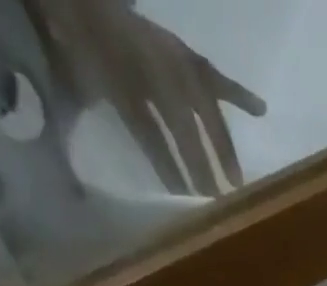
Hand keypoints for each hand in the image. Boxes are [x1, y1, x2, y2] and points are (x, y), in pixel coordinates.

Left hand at [30, 0, 265, 195]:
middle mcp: (151, 67)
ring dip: (221, 146)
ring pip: (203, 107)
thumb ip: (73, 127)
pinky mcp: (183, 54)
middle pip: (182, 125)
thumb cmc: (72, 45)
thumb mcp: (65, 85)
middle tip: (214, 200)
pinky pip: (214, 79)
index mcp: (120, 76)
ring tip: (236, 180)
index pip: (149, 131)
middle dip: (198, 164)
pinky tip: (261, 111)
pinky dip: (238, 95)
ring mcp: (170, 59)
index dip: (166, 165)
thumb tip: (77, 186)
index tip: (184, 200)